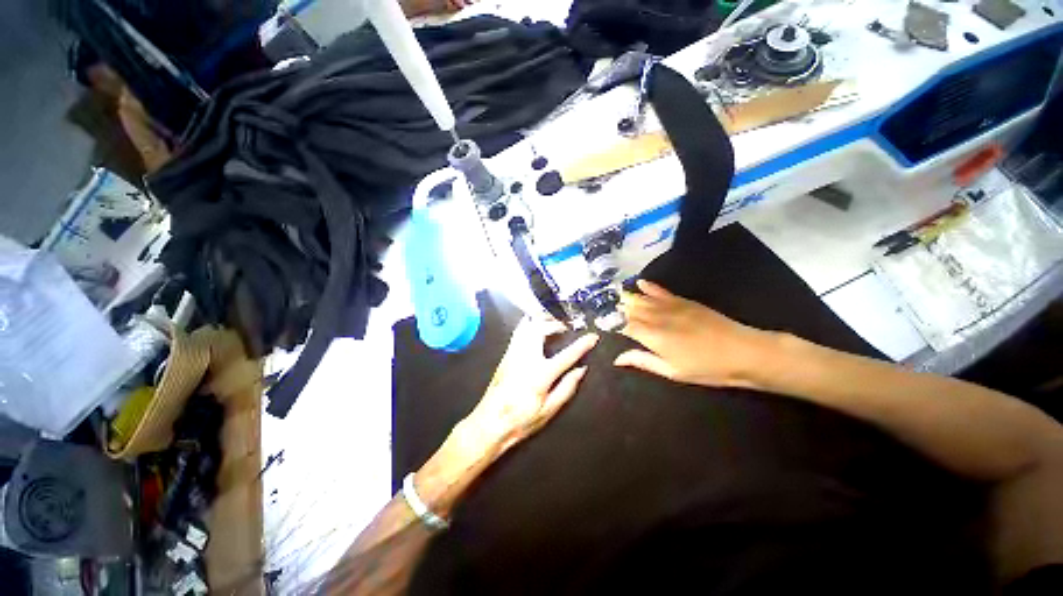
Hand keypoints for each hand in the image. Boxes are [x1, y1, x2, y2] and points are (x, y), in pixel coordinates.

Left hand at [463, 317, 598, 454]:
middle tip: (567, 328)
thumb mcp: (550, 409)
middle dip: (556, 324)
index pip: (567, 354)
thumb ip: (567, 387)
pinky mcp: (504, 357)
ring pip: (525, 327)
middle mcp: (525, 358)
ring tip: (552, 326)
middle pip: (541, 328)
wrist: (489, 423)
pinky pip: (518, 334)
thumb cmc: (521, 421)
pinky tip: (535, 334)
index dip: (583, 344)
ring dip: (540, 322)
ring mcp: (512, 355)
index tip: (593, 337)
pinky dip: (529, 327)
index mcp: (541, 373)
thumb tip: (581, 370)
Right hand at [614, 280, 772, 388]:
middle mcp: (660, 317)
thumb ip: (644, 361)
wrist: (740, 351)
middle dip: (618, 309)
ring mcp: (674, 306)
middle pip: (633, 309)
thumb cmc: (706, 369)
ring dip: (630, 297)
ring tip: (615, 295)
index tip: (601, 325)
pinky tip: (640, 283)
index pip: (626, 326)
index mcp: (654, 337)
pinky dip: (650, 287)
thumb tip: (618, 357)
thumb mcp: (673, 372)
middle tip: (602, 308)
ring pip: (646, 299)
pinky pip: (663, 292)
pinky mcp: (687, 302)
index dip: (613, 325)